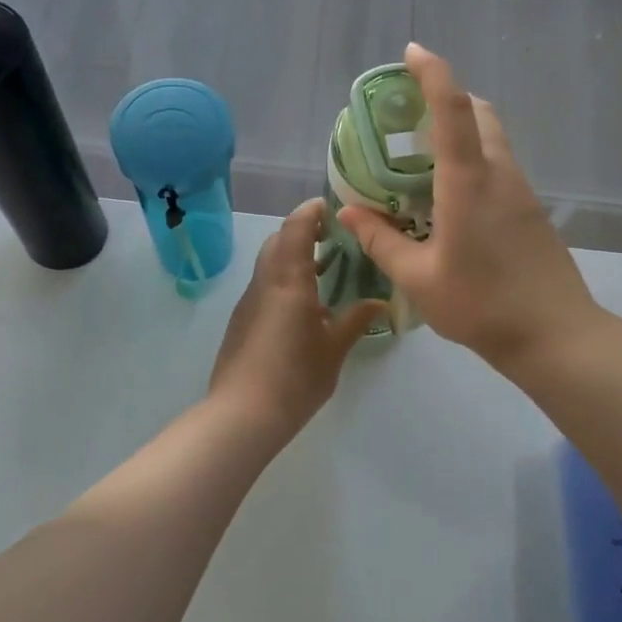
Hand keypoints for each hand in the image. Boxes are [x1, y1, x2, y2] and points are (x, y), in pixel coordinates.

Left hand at [209, 199, 385, 437]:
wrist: (242, 414)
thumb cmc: (295, 378)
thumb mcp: (334, 349)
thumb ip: (355, 320)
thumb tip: (379, 302)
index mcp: (288, 280)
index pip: (296, 227)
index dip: (313, 211)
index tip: (333, 207)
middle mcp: (265, 282)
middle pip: (279, 241)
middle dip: (303, 232)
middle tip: (334, 239)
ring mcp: (249, 302)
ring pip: (269, 264)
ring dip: (293, 257)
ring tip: (325, 271)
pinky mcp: (242, 321)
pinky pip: (265, 287)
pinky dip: (284, 281)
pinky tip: (305, 306)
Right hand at [339, 43, 601, 371]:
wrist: (555, 335)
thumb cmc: (481, 304)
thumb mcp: (418, 277)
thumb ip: (381, 240)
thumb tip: (349, 211)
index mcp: (469, 181)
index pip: (452, 108)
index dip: (433, 72)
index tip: (412, 52)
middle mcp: (500, 174)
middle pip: (479, 114)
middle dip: (446, 98)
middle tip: (408, 115)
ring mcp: (522, 192)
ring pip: (492, 140)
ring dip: (462, 131)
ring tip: (421, 159)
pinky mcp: (532, 211)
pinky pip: (499, 167)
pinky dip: (474, 160)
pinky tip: (450, 198)